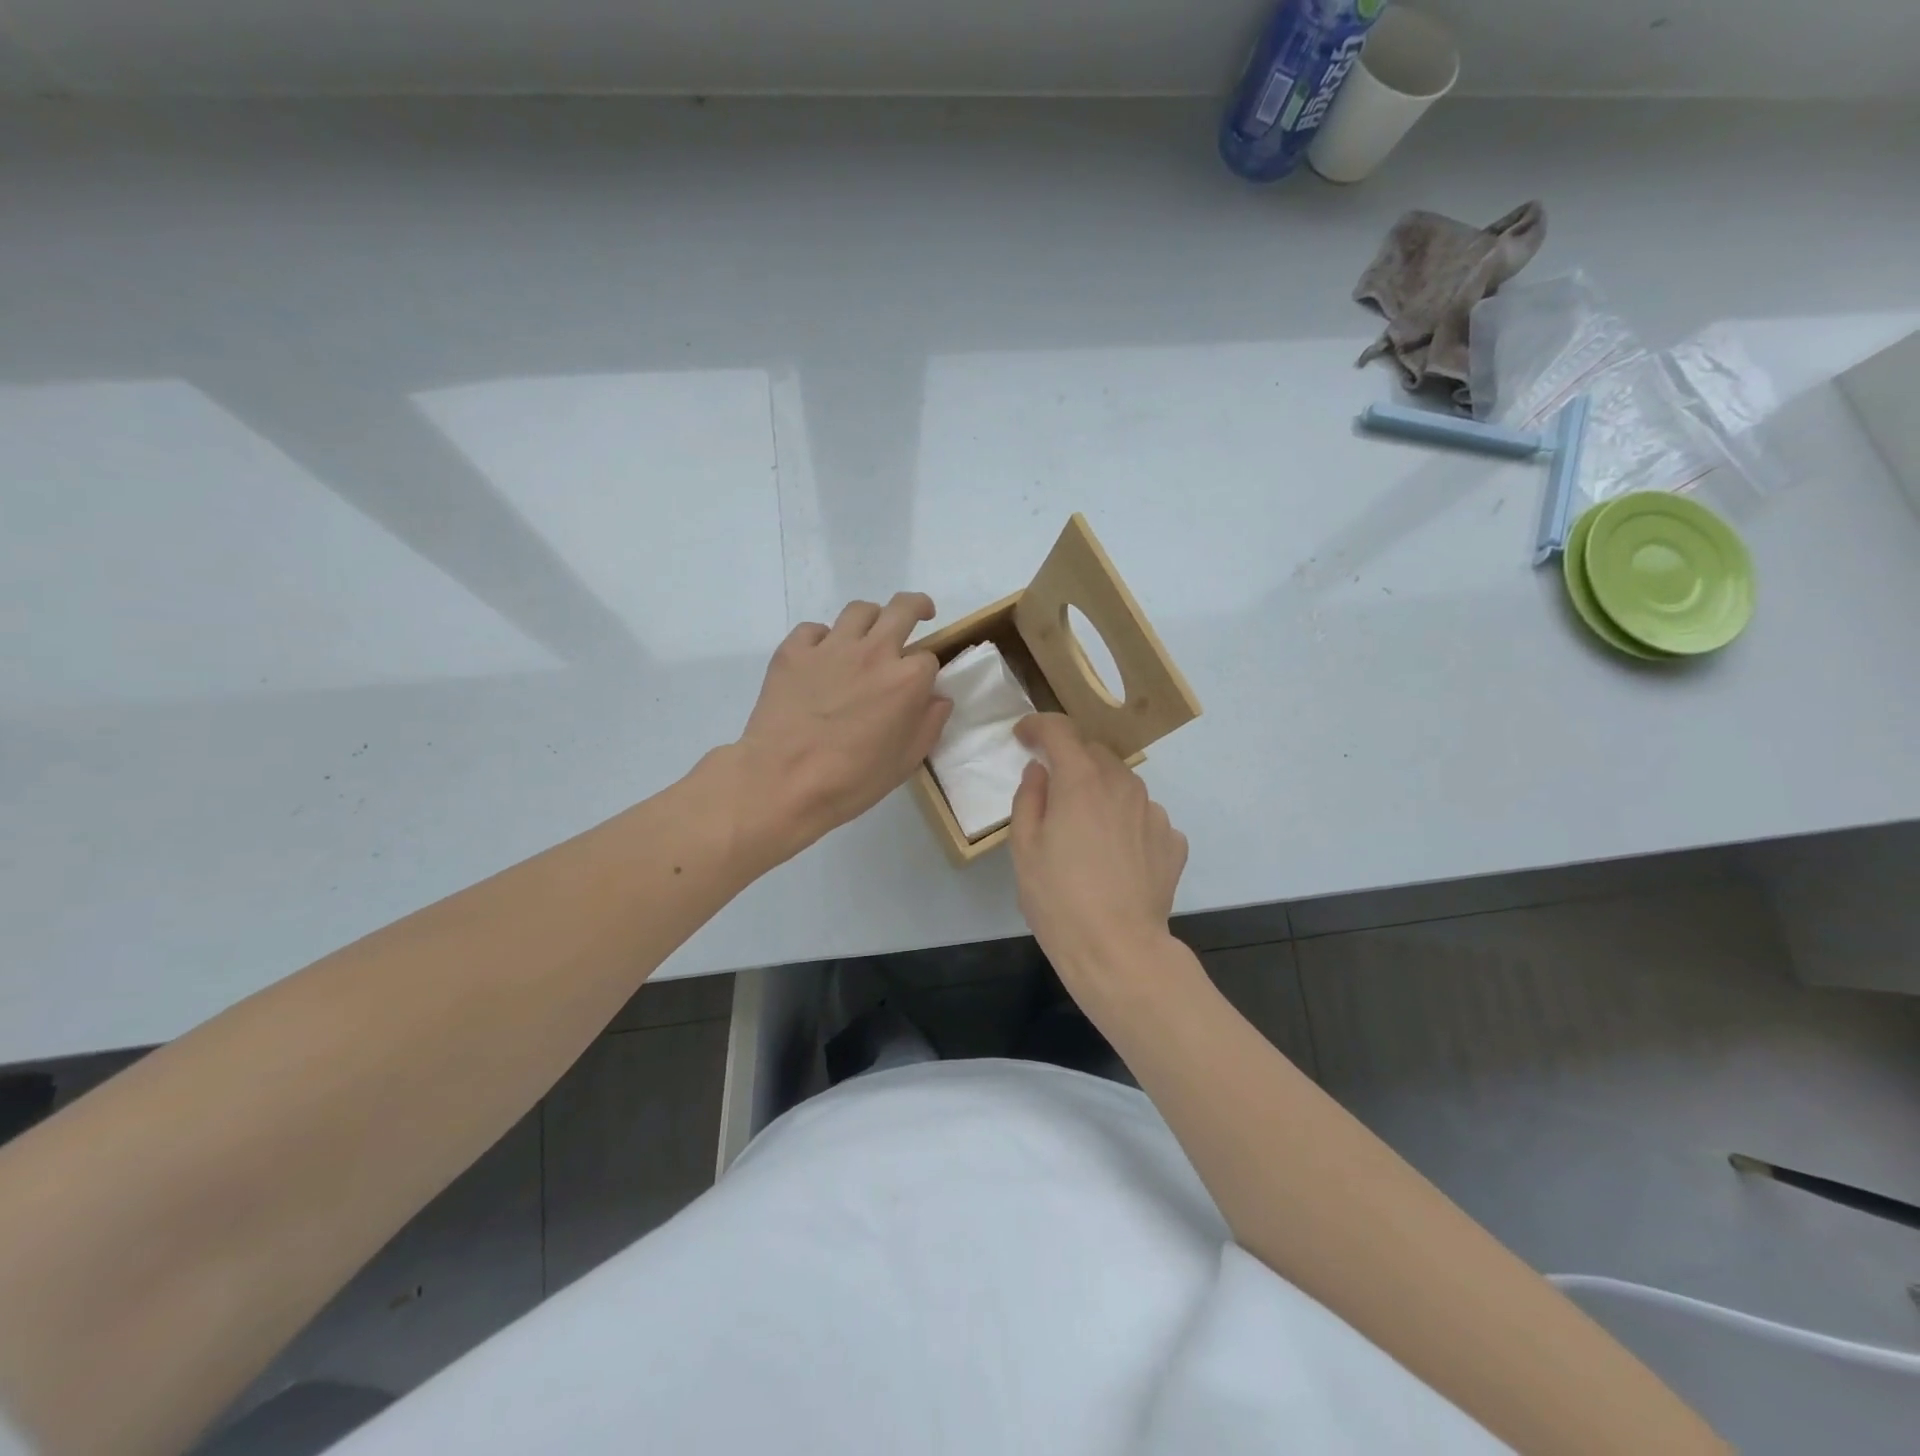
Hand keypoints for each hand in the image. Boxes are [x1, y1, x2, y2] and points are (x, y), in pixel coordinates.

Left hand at [730, 594, 951, 862]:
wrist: (783, 781)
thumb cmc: (852, 780)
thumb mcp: (906, 762)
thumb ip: (929, 724)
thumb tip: (938, 698)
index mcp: (906, 680)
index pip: (929, 658)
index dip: (926, 672)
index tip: (919, 686)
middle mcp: (873, 652)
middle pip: (903, 609)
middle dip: (917, 607)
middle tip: (919, 614)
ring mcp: (831, 647)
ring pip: (859, 611)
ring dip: (871, 619)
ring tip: (867, 636)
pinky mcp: (793, 651)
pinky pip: (814, 630)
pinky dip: (822, 639)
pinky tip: (820, 660)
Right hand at [1009, 713, 1188, 1008]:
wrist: (1119, 949)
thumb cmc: (1059, 899)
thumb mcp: (1024, 848)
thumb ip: (1029, 799)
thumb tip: (1039, 772)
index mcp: (1081, 781)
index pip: (1060, 730)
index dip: (1038, 726)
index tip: (1023, 736)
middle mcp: (1123, 785)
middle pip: (1094, 753)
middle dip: (1070, 761)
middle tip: (1052, 791)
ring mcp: (1154, 812)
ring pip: (1122, 784)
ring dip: (1101, 792)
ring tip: (1086, 832)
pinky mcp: (1173, 841)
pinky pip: (1143, 817)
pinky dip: (1127, 823)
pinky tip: (1116, 856)